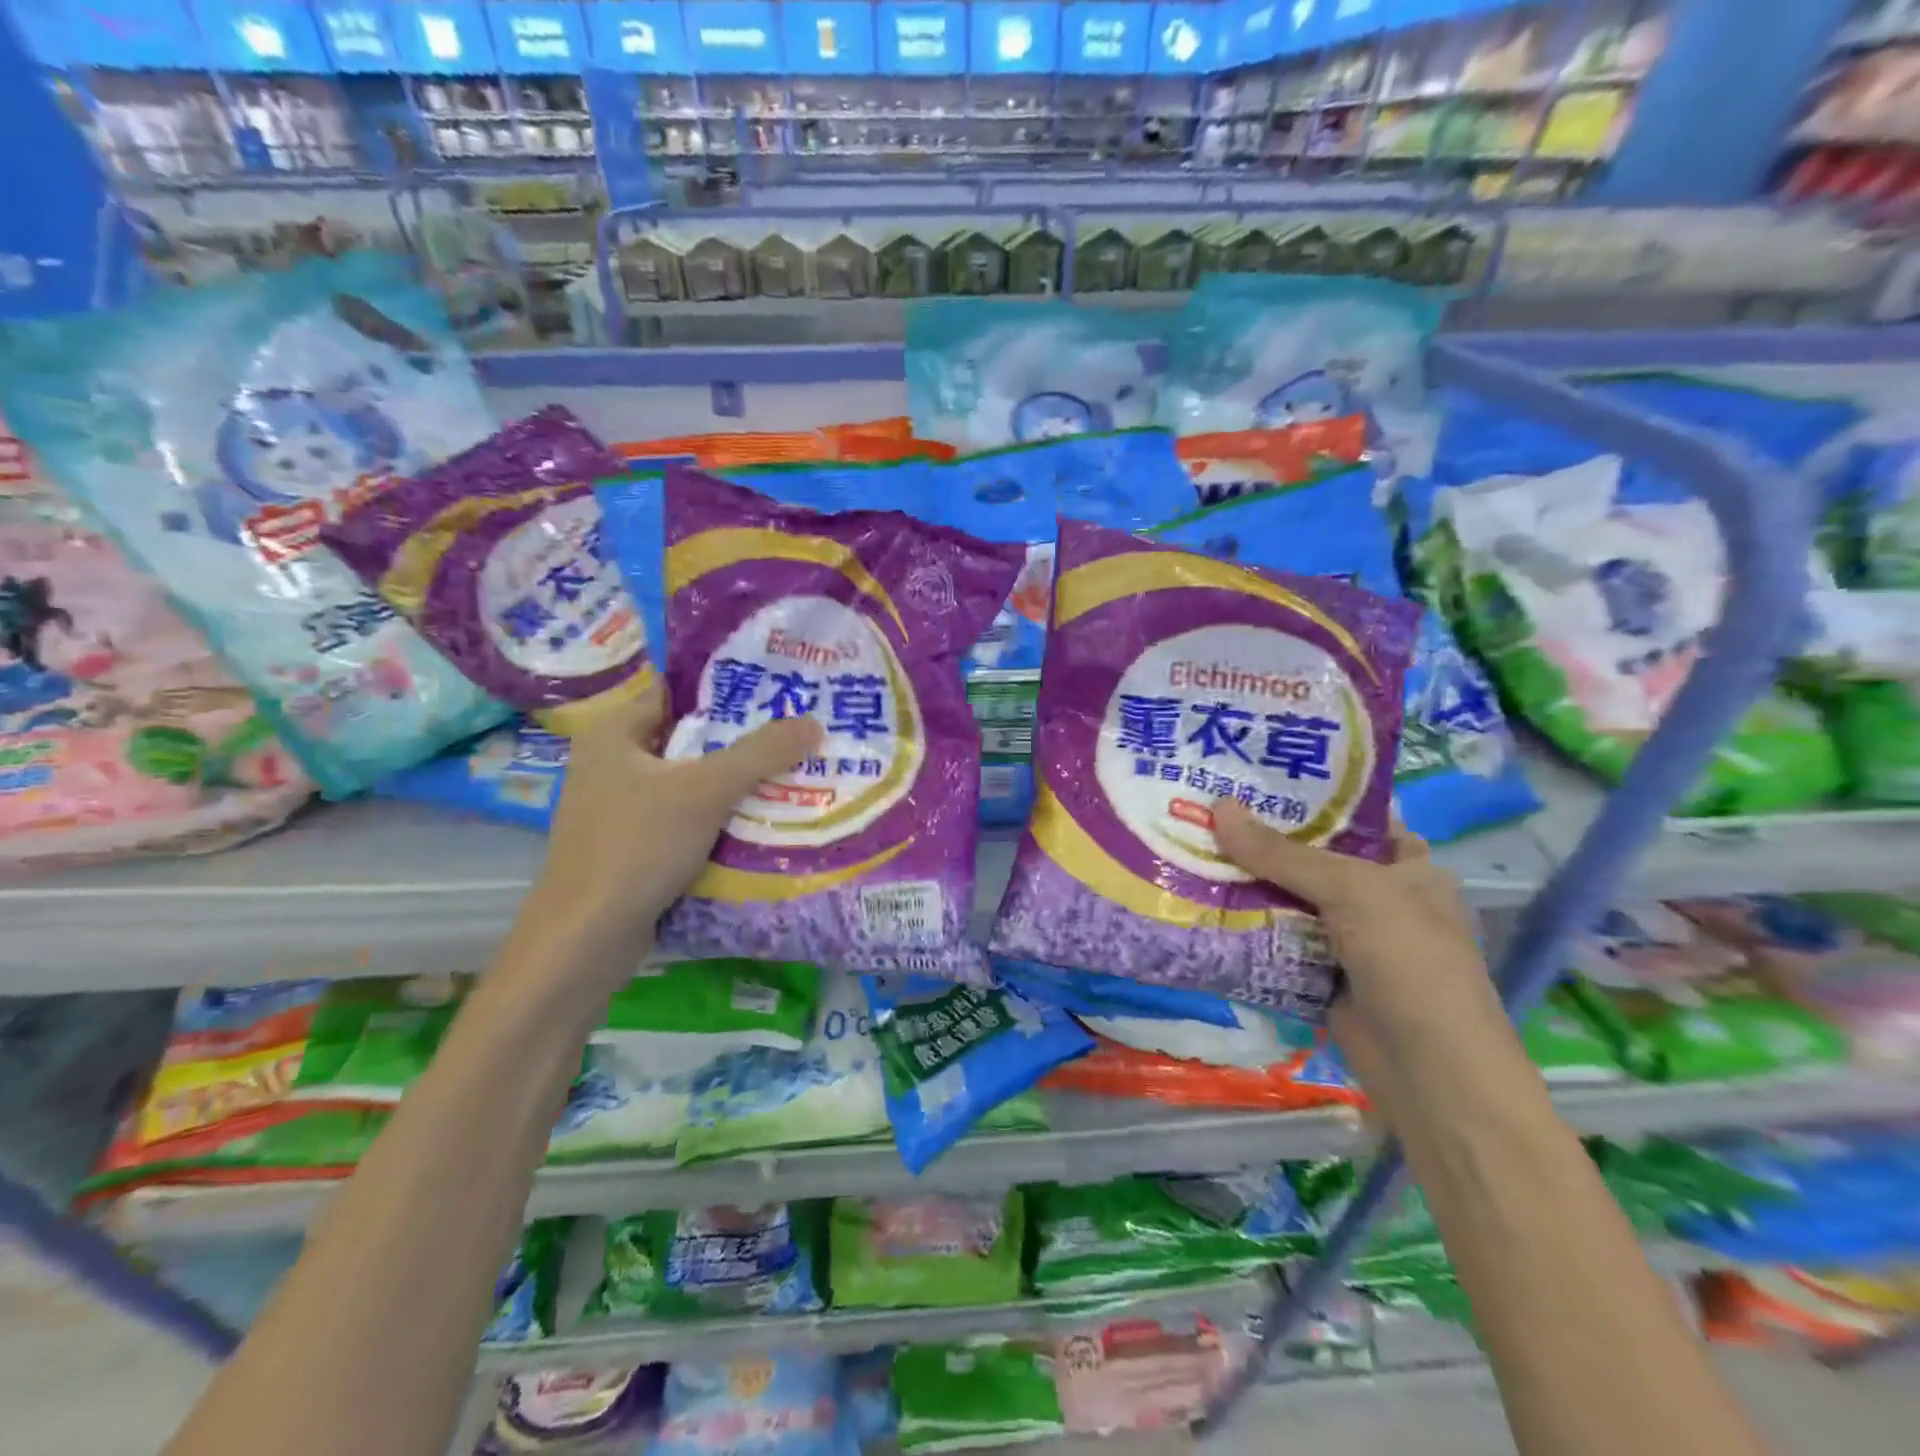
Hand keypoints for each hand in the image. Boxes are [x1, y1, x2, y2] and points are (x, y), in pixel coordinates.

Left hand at [528, 683, 820, 975]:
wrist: (586, 941)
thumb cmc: (637, 848)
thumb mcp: (705, 792)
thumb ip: (760, 753)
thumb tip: (813, 723)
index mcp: (613, 733)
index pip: (676, 691)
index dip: (725, 687)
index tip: (776, 689)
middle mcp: (611, 763)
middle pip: (688, 737)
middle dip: (741, 738)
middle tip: (796, 732)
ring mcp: (619, 808)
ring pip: (689, 781)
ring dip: (734, 781)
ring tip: (792, 771)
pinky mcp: (632, 846)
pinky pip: (685, 817)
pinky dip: (719, 816)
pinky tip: (761, 819)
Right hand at [1212, 800, 1506, 1095]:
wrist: (1429, 1072)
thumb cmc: (1409, 961)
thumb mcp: (1351, 891)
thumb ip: (1282, 853)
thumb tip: (1217, 806)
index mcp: (1405, 867)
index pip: (1352, 820)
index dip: (1308, 798)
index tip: (1252, 779)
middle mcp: (1376, 898)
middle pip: (1309, 858)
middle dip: (1261, 840)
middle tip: (1204, 809)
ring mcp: (1346, 939)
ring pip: (1286, 899)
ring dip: (1244, 883)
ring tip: (1189, 846)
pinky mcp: (1317, 974)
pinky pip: (1274, 939)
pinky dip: (1243, 926)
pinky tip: (1199, 901)